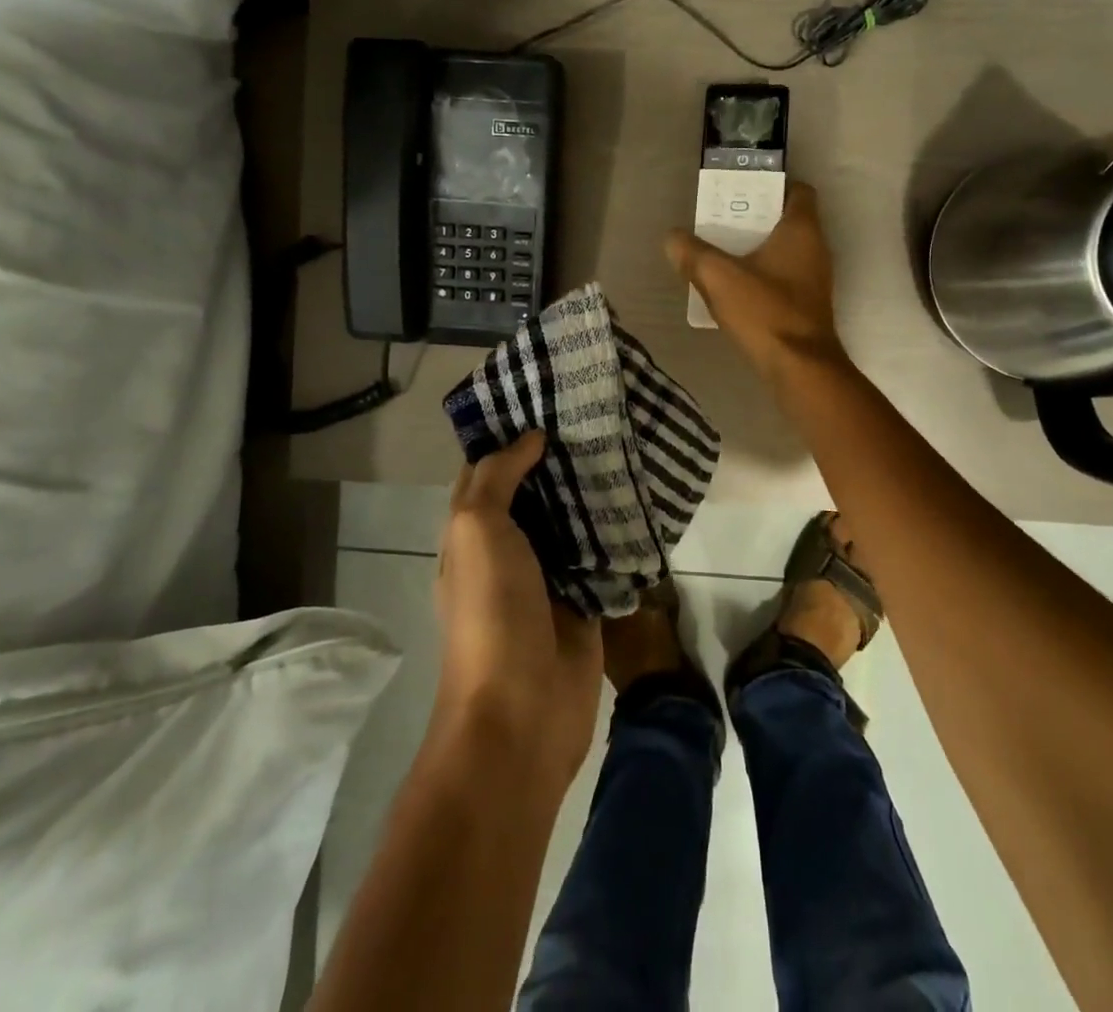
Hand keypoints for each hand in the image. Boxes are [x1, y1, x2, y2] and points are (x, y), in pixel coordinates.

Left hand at [433, 430, 602, 789]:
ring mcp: (548, 577)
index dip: (510, 438)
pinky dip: (616, 529)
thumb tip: (530, 438)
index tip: (545, 400)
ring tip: (623, 443)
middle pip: (534, 493)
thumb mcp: (477, 531)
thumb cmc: (490, 612)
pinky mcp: (586, 600)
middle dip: (558, 459)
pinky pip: (601, 554)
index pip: (488, 473)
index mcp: (472, 534)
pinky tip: (641, 495)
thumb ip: (497, 479)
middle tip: (594, 416)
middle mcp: (508, 551)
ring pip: (570, 520)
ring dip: (590, 490)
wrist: (523, 712)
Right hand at [666, 179, 845, 381]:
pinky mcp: (808, 306)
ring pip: (784, 251)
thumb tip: (672, 238)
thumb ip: (692, 254)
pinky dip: (762, 276)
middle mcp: (816, 249)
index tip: (741, 191)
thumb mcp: (718, 278)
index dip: (772, 185)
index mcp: (802, 230)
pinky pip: (783, 278)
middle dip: (754, 218)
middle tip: (720, 221)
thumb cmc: (765, 312)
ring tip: (720, 253)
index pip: (798, 191)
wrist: (800, 368)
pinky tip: (734, 289)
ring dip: (756, 249)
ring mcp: (815, 280)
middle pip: (786, 221)